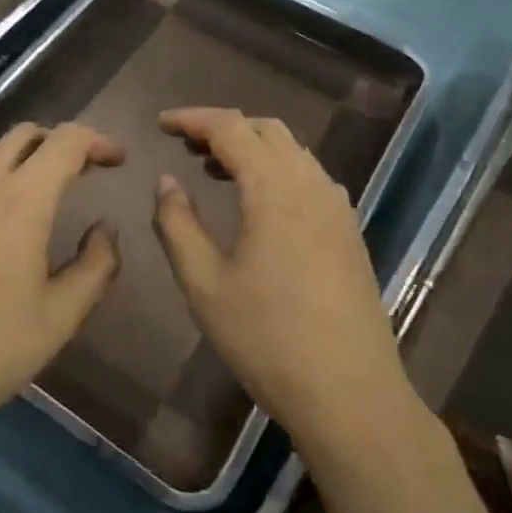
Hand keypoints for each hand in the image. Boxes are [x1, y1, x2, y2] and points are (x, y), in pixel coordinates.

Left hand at [0, 123, 123, 444]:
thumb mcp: (59, 318)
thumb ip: (95, 267)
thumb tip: (104, 230)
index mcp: (23, 200)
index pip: (66, 141)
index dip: (97, 141)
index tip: (116, 161)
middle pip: (24, 134)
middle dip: (59, 143)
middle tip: (80, 173)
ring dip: (17, 153)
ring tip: (31, 184)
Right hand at [151, 108, 414, 453]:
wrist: (350, 394)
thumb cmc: (267, 338)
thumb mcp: (204, 284)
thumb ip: (178, 224)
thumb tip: (167, 181)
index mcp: (274, 188)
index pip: (230, 127)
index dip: (192, 119)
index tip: (161, 123)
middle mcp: (311, 184)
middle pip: (266, 130)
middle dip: (222, 127)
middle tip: (185, 145)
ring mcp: (337, 207)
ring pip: (292, 151)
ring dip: (252, 147)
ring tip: (215, 170)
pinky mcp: (349, 230)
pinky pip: (309, 176)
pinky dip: (277, 169)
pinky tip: (259, 202)